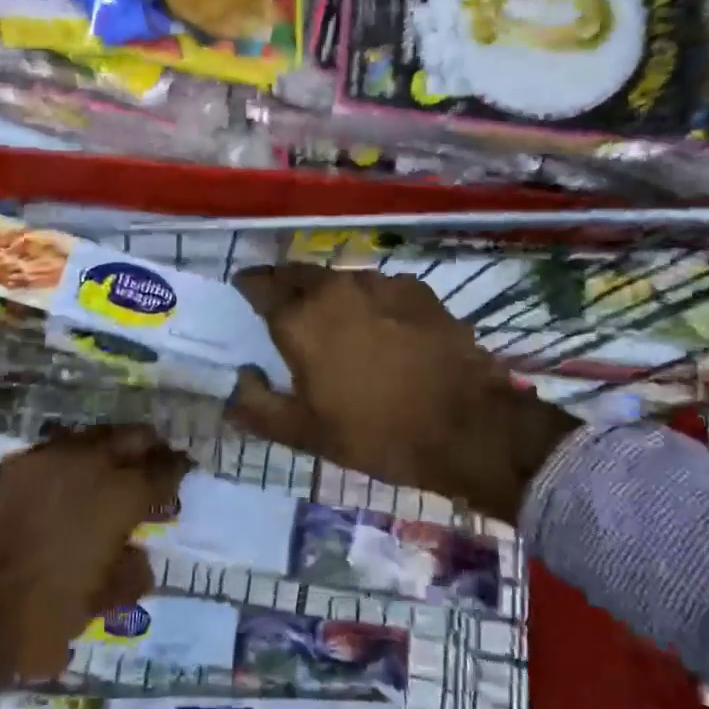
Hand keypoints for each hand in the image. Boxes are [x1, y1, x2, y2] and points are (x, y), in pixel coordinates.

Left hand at [0, 424, 188, 686]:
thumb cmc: (45, 617)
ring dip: (110, 446)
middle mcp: (89, 465)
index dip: (177, 470)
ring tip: (114, 464)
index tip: (185, 470)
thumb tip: (138, 555)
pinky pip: (56, 447)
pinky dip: (72, 456)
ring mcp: (48, 459)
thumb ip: (130, 573)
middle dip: (149, 447)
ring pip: (93, 435)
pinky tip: (72, 473)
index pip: (161, 471)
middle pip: (131, 438)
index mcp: (118, 497)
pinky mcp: (16, 466)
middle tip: (156, 460)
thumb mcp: (101, 603)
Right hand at [228, 265, 576, 522]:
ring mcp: (380, 283)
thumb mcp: (305, 434)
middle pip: (298, 274)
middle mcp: (335, 288)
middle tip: (284, 306)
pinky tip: (381, 328)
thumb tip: (239, 379)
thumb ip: (258, 406)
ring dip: (328, 294)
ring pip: (339, 280)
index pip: (259, 285)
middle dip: (285, 284)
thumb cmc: (377, 433)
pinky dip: (369, 301)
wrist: (469, 426)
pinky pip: (378, 288)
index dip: (248, 287)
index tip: (243, 293)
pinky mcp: (417, 289)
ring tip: (335, 321)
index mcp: (300, 318)